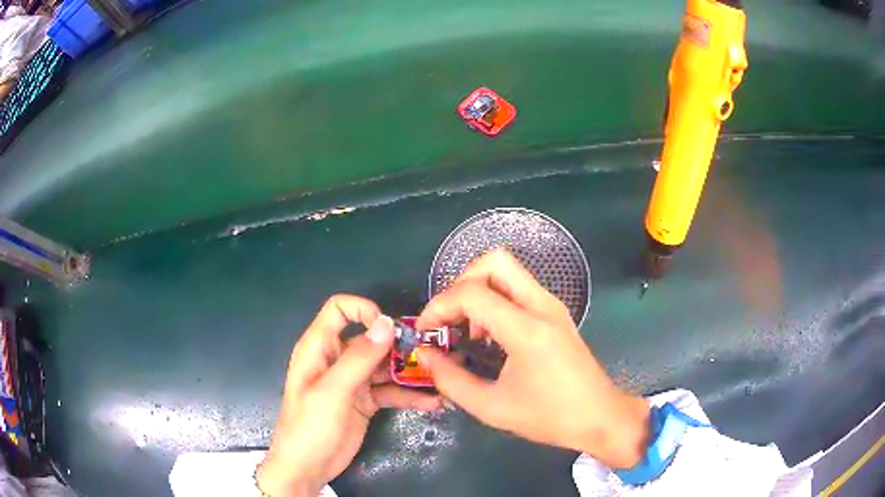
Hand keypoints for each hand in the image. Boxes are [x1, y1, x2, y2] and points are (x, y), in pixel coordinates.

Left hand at [257, 295, 442, 495]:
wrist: (308, 467)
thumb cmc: (310, 426)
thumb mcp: (333, 391)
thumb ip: (359, 358)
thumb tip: (387, 323)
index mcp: (320, 348)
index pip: (339, 310)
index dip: (364, 310)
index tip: (390, 329)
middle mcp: (337, 360)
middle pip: (370, 338)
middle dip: (399, 344)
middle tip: (430, 354)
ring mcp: (353, 381)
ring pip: (384, 366)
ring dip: (409, 371)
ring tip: (439, 377)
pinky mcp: (365, 401)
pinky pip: (390, 391)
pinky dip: (409, 395)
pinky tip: (431, 402)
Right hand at [415, 250, 649, 468]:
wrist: (600, 417)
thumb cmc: (549, 417)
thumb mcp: (492, 408)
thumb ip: (451, 380)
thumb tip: (425, 355)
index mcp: (527, 329)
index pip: (471, 292)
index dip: (439, 306)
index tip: (426, 332)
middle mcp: (541, 305)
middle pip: (493, 261)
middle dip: (461, 283)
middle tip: (449, 318)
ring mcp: (552, 305)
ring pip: (507, 270)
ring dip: (478, 290)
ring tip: (467, 331)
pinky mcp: (556, 312)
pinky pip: (518, 288)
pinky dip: (495, 299)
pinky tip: (491, 336)